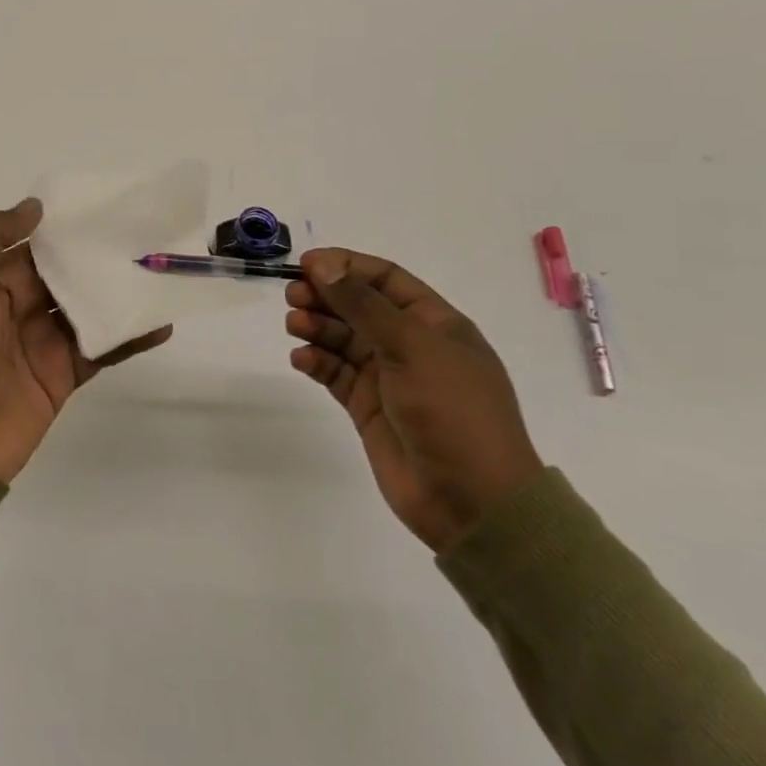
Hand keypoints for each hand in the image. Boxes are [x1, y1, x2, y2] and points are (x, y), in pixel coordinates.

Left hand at [0, 198, 172, 482]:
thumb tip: (35, 207)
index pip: (34, 244)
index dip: (66, 226)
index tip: (107, 205)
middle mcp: (16, 305)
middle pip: (66, 272)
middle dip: (99, 255)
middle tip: (147, 233)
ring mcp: (42, 340)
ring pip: (88, 306)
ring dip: (120, 291)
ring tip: (162, 269)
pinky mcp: (63, 374)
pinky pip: (101, 348)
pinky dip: (130, 336)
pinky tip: (161, 322)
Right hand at [285, 248, 543, 551]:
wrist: (472, 501)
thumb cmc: (453, 411)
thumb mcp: (411, 347)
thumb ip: (363, 304)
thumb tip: (323, 264)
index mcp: (435, 323)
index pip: (385, 279)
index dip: (346, 266)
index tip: (307, 264)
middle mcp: (410, 345)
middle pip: (358, 306)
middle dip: (325, 296)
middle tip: (293, 296)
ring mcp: (387, 377)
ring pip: (343, 338)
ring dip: (317, 327)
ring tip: (294, 326)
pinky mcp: (367, 407)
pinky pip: (335, 373)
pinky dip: (316, 362)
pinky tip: (301, 359)